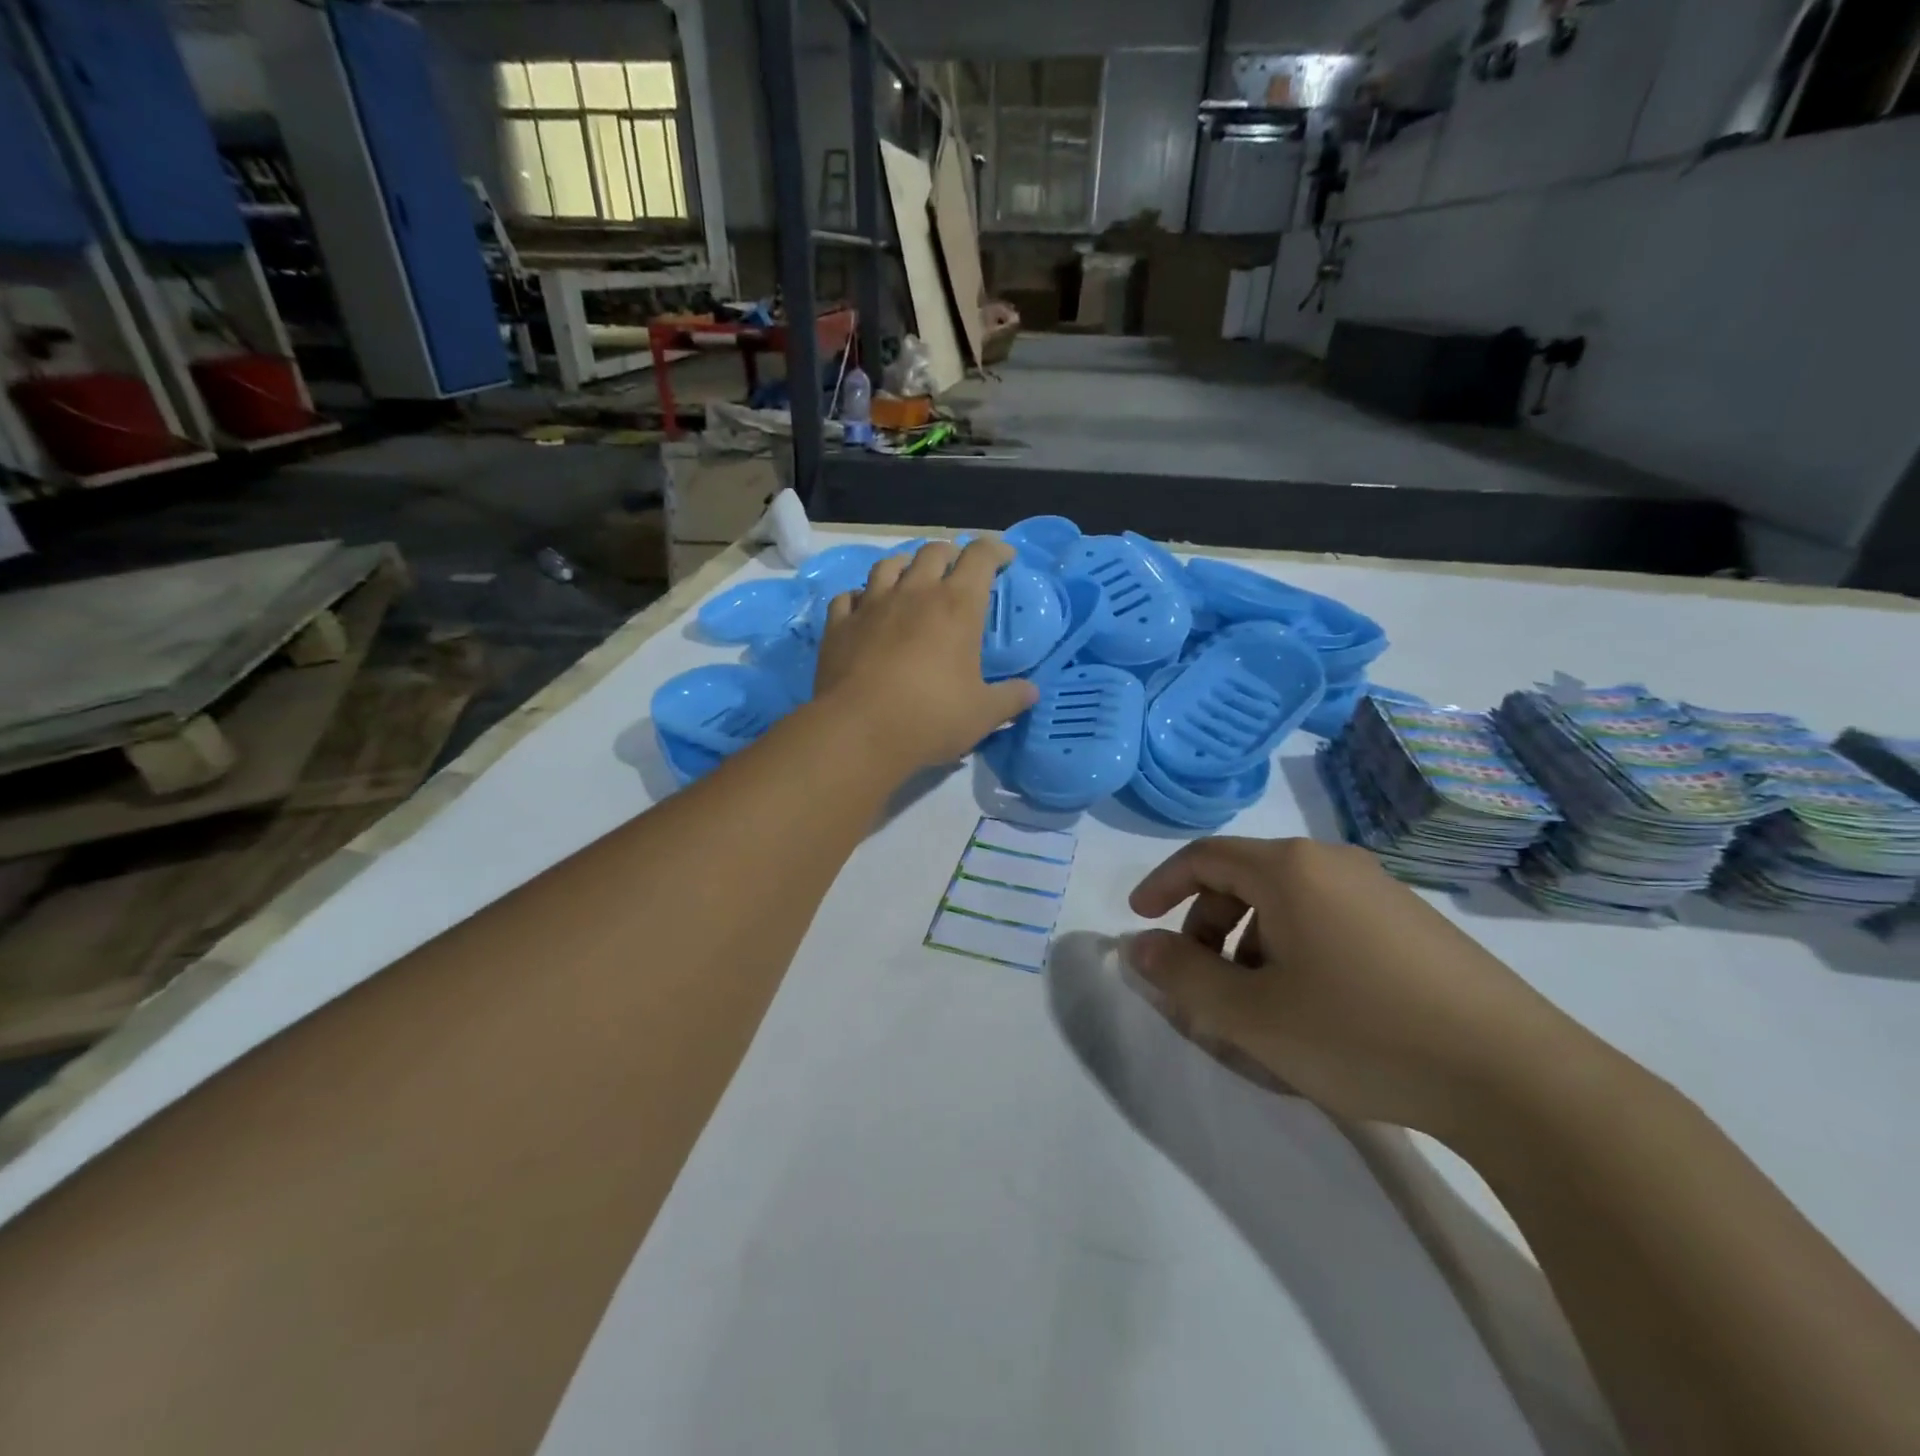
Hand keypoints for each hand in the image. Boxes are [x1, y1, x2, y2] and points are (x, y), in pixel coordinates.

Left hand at [814, 539, 1039, 774]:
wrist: (858, 731)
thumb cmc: (930, 719)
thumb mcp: (982, 714)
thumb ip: (1010, 699)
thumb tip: (1031, 693)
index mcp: (956, 606)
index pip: (980, 556)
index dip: (995, 549)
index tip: (1004, 558)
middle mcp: (914, 593)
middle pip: (933, 552)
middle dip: (950, 554)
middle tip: (957, 571)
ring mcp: (872, 605)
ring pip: (888, 564)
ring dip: (905, 565)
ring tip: (911, 579)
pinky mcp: (839, 624)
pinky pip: (849, 596)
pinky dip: (861, 596)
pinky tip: (865, 608)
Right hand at [1126, 837, 1591, 1142]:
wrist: (1517, 1078)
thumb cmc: (1362, 1033)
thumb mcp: (1253, 1016)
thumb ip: (1182, 977)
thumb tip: (1138, 947)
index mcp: (1289, 869)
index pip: (1204, 856)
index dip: (1162, 884)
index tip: (1140, 919)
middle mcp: (1332, 863)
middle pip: (1244, 878)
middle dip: (1208, 926)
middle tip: (1203, 983)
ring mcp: (1379, 889)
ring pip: (1287, 903)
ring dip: (1251, 944)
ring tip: (1258, 1007)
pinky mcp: (1412, 923)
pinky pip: (1327, 920)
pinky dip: (1295, 950)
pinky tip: (1314, 1009)